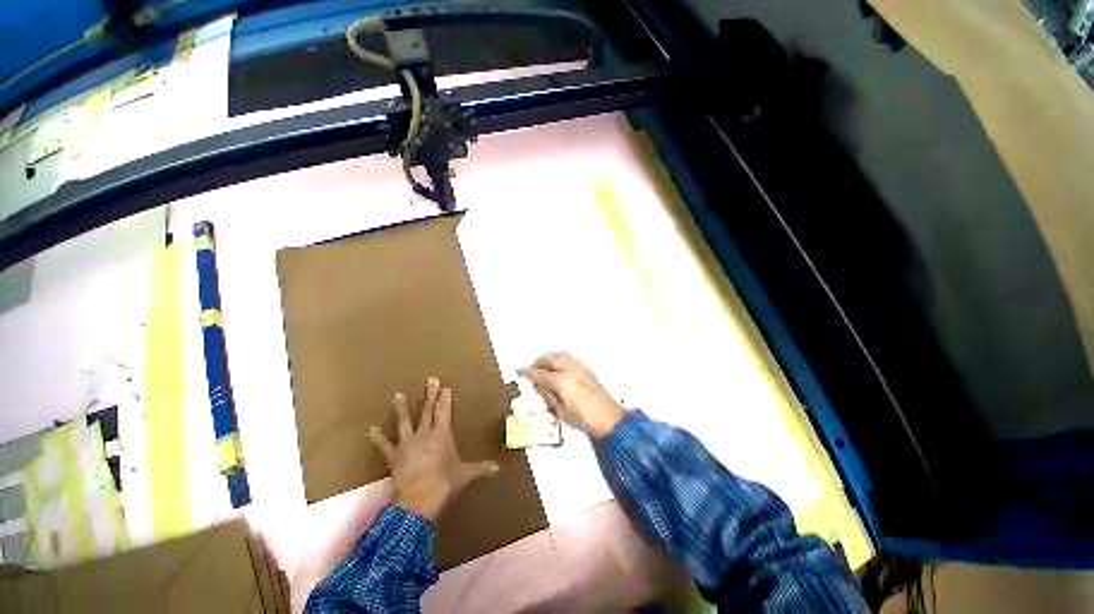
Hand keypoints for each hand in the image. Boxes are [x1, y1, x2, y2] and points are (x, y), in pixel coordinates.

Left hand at [368, 377, 499, 521]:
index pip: (444, 412)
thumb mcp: (465, 475)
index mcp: (441, 435)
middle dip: (430, 395)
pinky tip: (371, 429)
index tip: (445, 387)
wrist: (416, 502)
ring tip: (397, 395)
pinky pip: (385, 445)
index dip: (445, 399)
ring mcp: (407, 445)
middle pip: (427, 411)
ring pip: (405, 422)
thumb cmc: (443, 484)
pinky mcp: (394, 457)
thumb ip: (481, 469)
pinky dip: (378, 437)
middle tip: (430, 380)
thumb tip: (498, 469)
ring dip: (402, 408)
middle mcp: (424, 435)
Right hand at [518, 353, 625, 439]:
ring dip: (548, 358)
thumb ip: (548, 395)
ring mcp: (579, 367)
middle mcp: (569, 369)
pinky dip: (558, 358)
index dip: (528, 372)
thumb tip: (539, 386)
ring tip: (542, 367)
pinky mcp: (586, 368)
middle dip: (537, 362)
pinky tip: (556, 366)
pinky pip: (567, 357)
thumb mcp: (560, 410)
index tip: (520, 371)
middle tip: (530, 369)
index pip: (539, 373)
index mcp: (561, 381)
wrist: (608, 418)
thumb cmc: (584, 419)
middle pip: (548, 359)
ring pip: (558, 354)